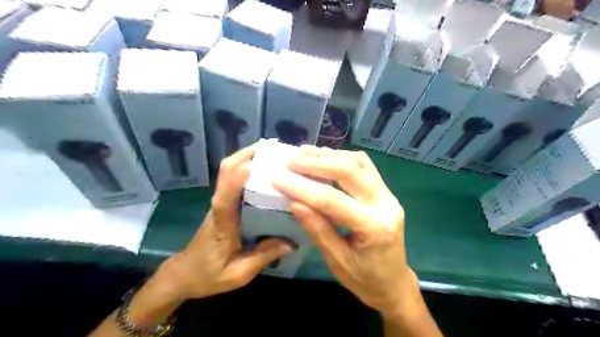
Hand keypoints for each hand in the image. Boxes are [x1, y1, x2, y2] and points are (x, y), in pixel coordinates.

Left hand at [156, 146, 294, 300]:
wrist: (183, 275)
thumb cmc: (208, 275)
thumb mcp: (239, 273)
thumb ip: (264, 256)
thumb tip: (292, 242)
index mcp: (222, 222)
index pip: (226, 194)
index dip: (240, 174)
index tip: (263, 160)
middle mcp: (219, 205)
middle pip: (226, 170)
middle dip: (249, 154)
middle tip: (277, 150)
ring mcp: (221, 202)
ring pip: (230, 171)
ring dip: (250, 158)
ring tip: (276, 157)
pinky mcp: (224, 204)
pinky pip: (235, 180)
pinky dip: (250, 169)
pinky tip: (269, 173)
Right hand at [274, 146, 418, 316]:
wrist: (395, 283)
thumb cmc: (366, 280)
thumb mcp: (337, 262)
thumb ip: (318, 230)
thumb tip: (294, 203)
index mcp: (375, 228)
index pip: (333, 200)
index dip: (303, 187)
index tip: (278, 178)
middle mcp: (386, 205)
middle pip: (350, 171)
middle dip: (316, 163)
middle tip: (290, 161)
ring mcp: (389, 195)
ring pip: (359, 162)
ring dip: (329, 155)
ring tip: (303, 154)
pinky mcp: (386, 191)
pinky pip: (364, 166)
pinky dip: (341, 158)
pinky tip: (324, 159)